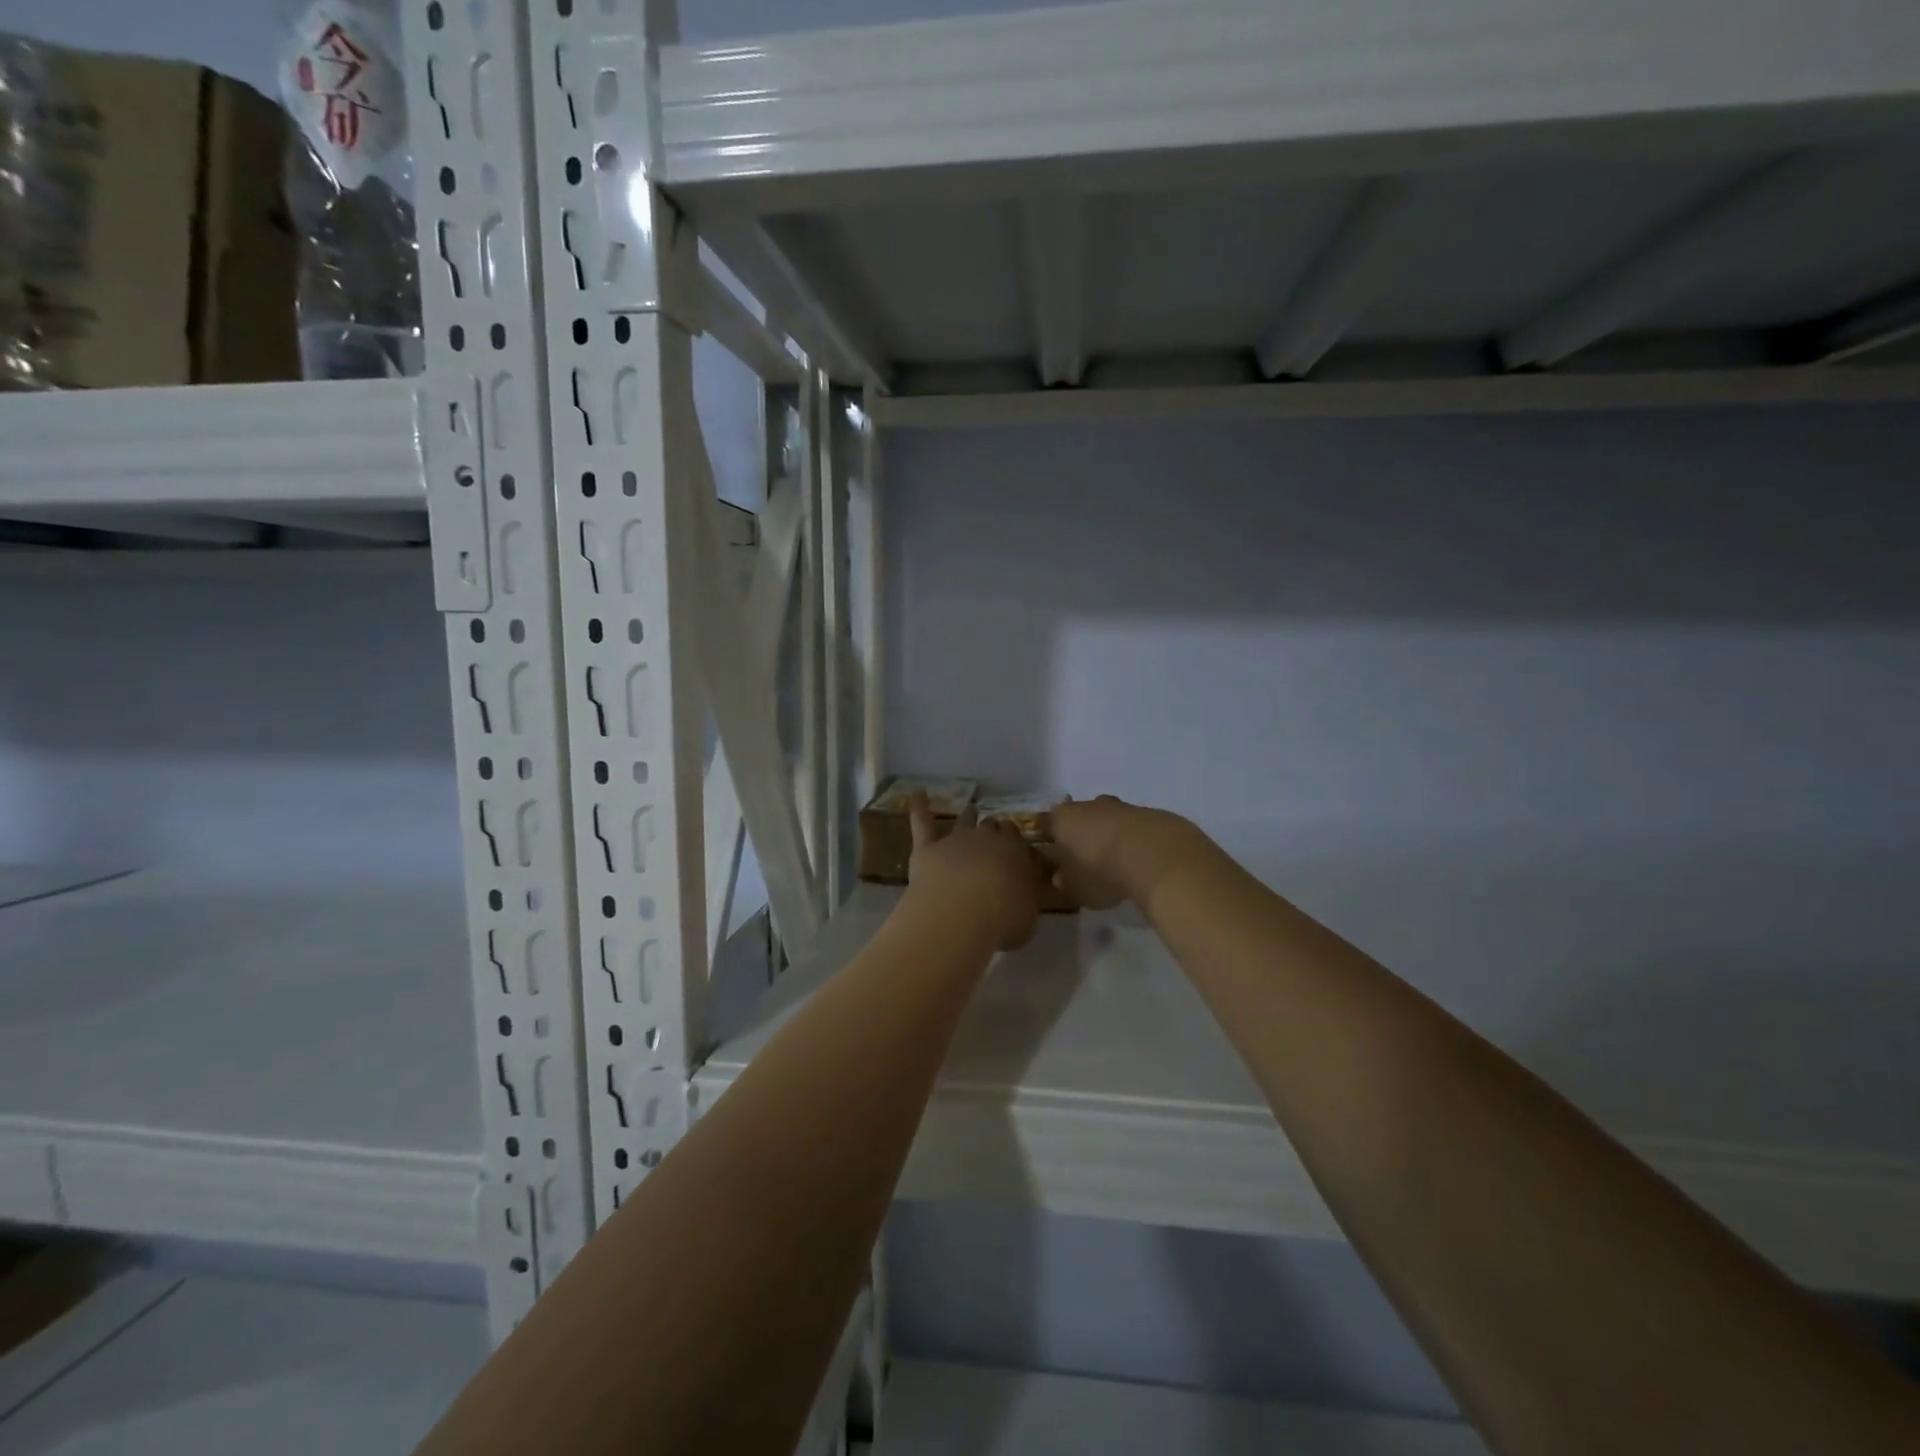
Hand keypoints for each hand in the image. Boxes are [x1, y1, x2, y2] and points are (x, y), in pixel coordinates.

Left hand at [907, 792, 1040, 949]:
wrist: (961, 913)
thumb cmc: (1003, 919)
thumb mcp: (1028, 915)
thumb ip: (1026, 899)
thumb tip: (1023, 895)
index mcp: (1016, 852)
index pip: (1018, 839)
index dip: (1015, 842)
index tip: (1015, 849)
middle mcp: (988, 839)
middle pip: (993, 827)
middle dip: (995, 830)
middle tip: (995, 838)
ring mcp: (956, 840)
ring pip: (965, 820)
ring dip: (969, 815)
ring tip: (971, 809)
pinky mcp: (927, 848)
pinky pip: (922, 820)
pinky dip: (919, 805)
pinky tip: (917, 791)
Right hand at [1047, 795, 1200, 910]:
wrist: (1154, 855)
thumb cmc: (1101, 872)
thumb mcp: (1076, 888)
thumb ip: (1065, 882)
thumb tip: (1061, 877)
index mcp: (1061, 819)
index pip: (1043, 822)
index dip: (1044, 836)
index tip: (1047, 851)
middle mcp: (1086, 806)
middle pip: (1076, 816)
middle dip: (1078, 833)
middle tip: (1082, 857)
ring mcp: (1118, 806)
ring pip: (1105, 818)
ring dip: (1107, 834)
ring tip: (1114, 860)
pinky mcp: (1147, 812)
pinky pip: (1131, 826)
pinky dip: (1131, 839)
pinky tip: (1139, 859)